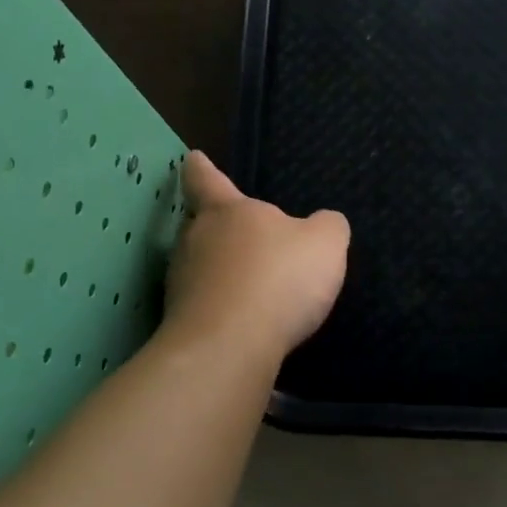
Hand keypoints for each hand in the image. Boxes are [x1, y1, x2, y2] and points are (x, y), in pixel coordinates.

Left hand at [160, 152, 349, 364]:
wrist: (230, 347)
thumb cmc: (278, 278)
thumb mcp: (325, 244)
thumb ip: (327, 227)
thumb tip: (323, 223)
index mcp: (227, 211)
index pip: (207, 179)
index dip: (202, 169)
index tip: (193, 159)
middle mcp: (195, 240)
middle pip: (201, 225)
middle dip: (219, 229)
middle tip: (244, 237)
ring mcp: (181, 283)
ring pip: (200, 267)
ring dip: (221, 273)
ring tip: (251, 287)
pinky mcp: (180, 323)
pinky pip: (205, 305)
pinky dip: (222, 308)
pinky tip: (247, 323)